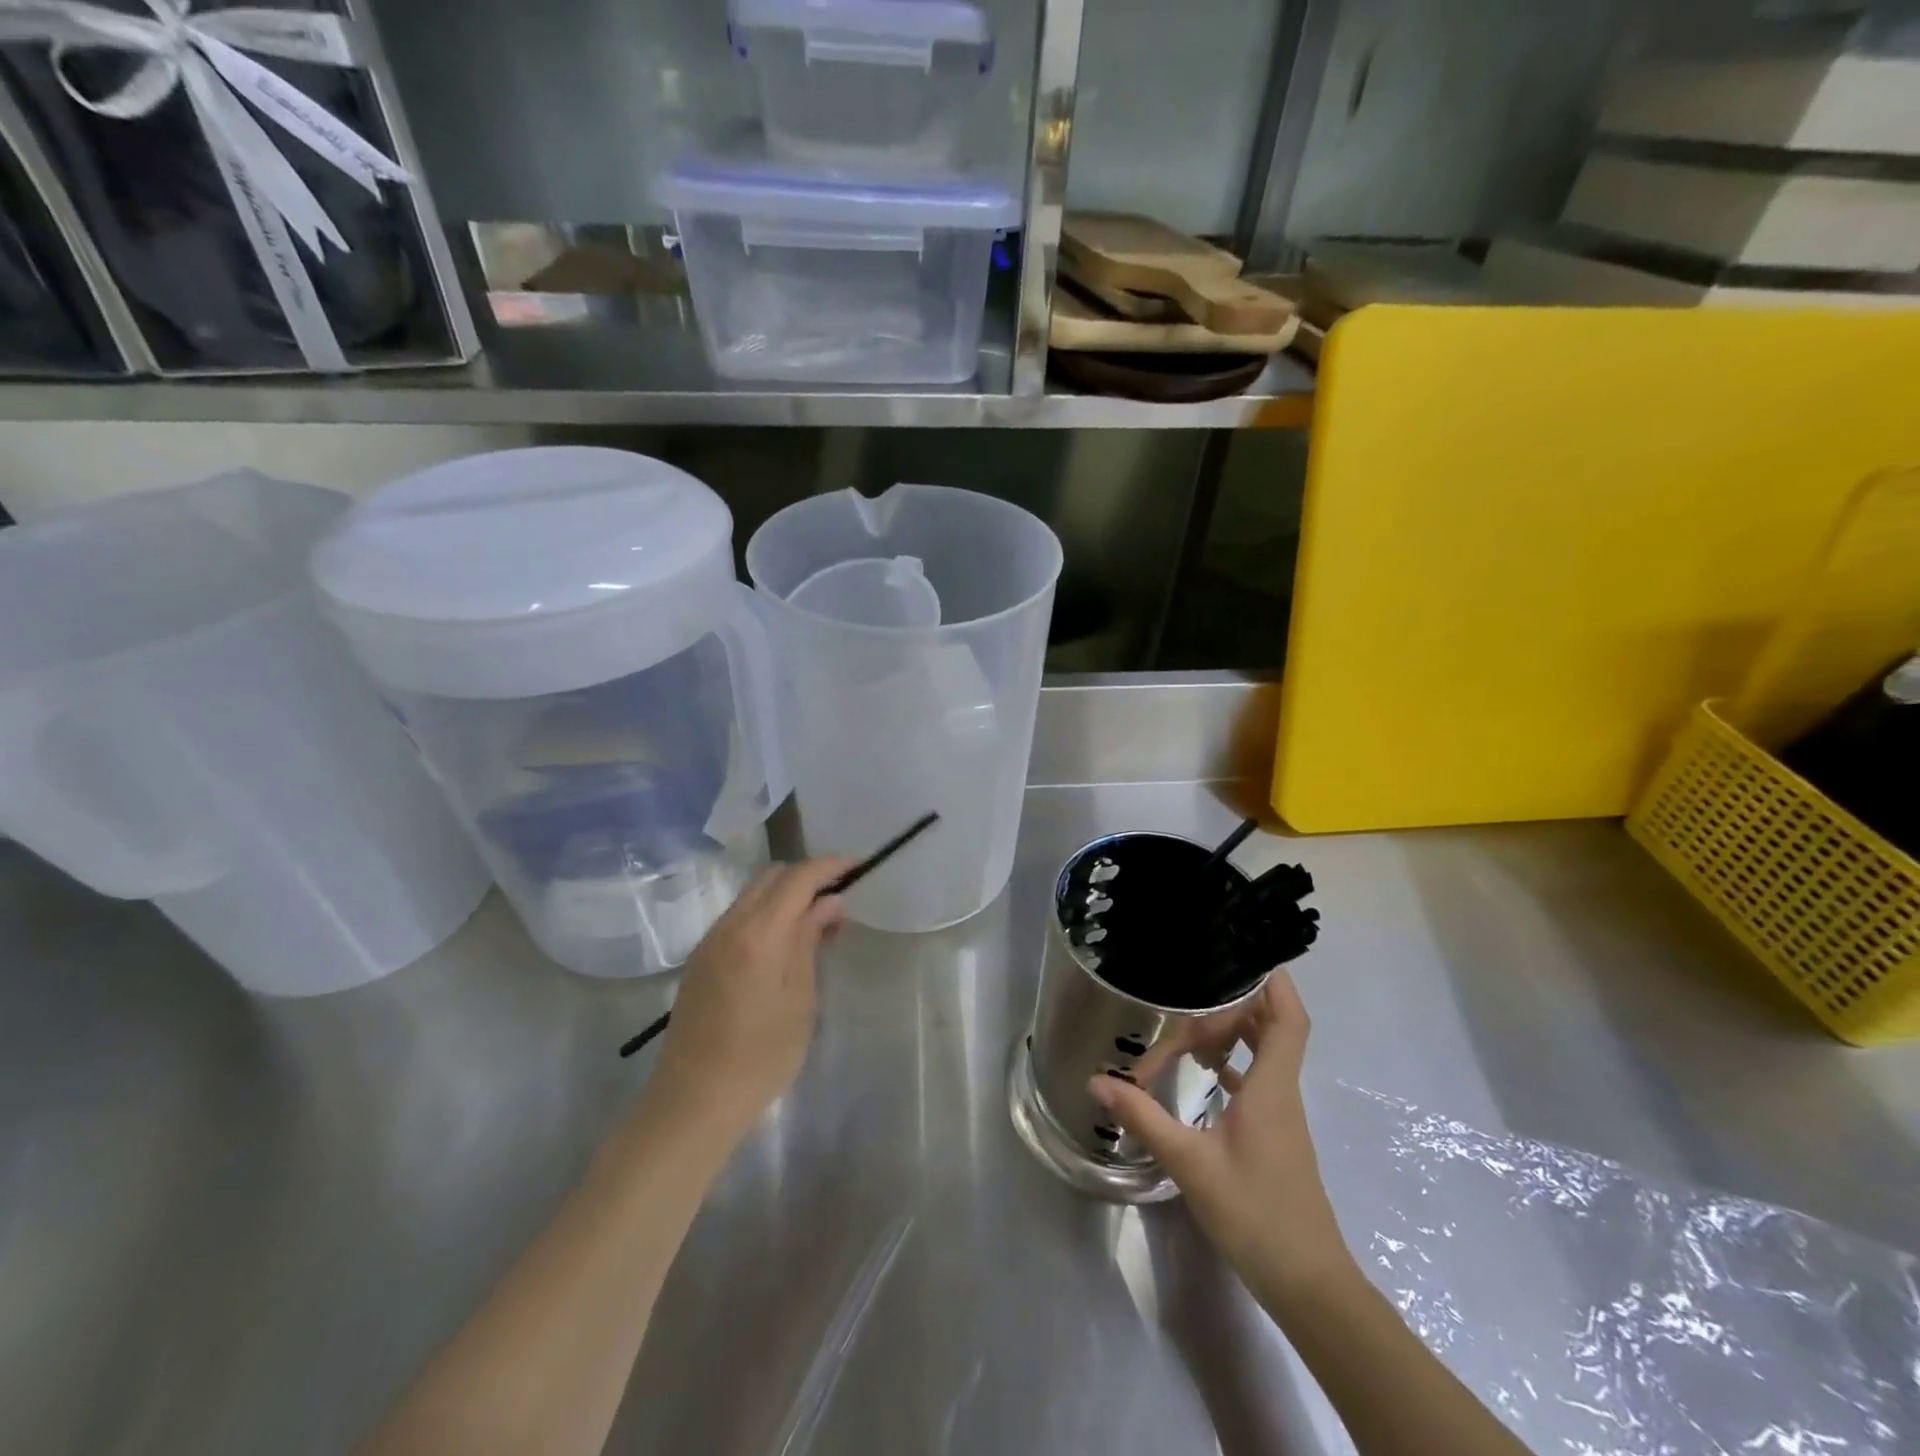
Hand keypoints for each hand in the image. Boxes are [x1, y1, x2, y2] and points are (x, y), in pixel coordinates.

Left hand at [646, 857, 853, 1142]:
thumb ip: (810, 941)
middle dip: (807, 878)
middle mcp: (728, 926)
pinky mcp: (701, 960)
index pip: (797, 878)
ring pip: (752, 896)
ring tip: (817, 929)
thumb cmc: (760, 1057)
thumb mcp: (800, 1000)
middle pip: (771, 877)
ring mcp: (709, 942)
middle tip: (838, 904)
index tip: (858, 867)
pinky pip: (739, 918)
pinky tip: (784, 947)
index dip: (829, 866)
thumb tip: (829, 901)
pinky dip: (766, 915)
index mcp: (757, 934)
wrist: (693, 1101)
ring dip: (786, 897)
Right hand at [1088, 969, 1355, 1309]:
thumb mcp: (1191, 1164)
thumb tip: (1098, 1080)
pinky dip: (1232, 1065)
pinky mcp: (1274, 1135)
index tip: (1244, 955)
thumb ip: (1144, 1117)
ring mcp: (1280, 1115)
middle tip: (1186, 1006)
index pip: (1289, 1018)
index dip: (1275, 982)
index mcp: (1272, 1087)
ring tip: (1187, 1030)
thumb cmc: (1256, 1216)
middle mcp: (1282, 1092)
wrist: (1309, 1286)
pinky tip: (1202, 1074)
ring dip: (1231, 1034)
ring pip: (1263, 1053)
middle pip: (1270, 1027)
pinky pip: (1256, 1081)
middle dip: (1231, 1008)